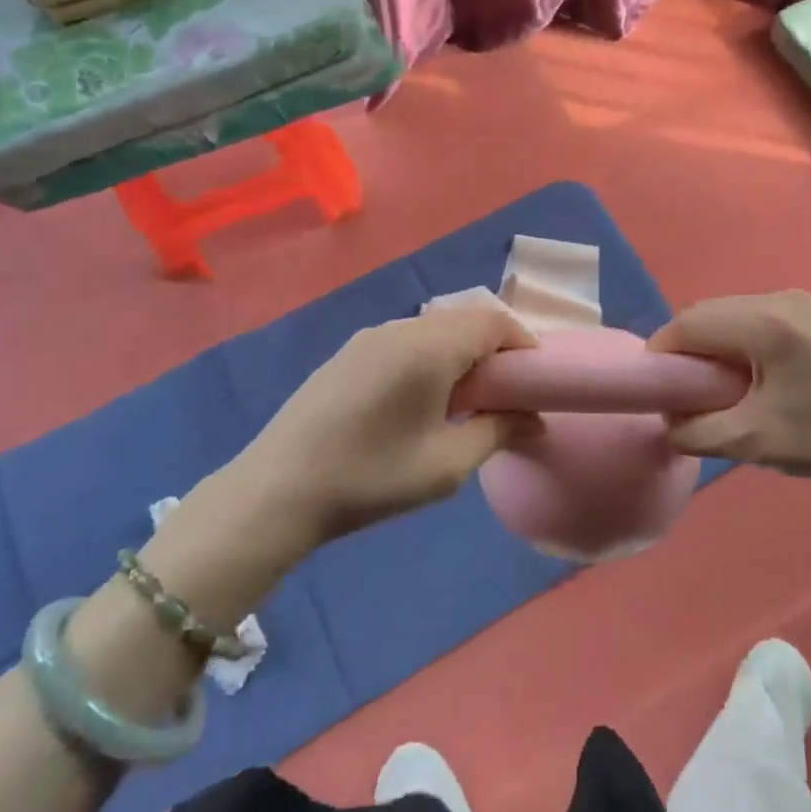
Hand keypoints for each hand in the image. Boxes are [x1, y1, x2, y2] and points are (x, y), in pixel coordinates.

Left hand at [218, 306, 539, 546]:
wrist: (276, 491)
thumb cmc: (372, 476)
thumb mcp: (447, 464)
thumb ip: (497, 431)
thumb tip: (533, 419)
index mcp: (430, 346)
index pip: (493, 321)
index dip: (523, 343)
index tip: (535, 380)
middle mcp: (401, 328)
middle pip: (464, 321)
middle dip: (494, 349)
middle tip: (504, 394)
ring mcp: (369, 338)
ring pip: (433, 330)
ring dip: (460, 353)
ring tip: (465, 399)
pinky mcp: (347, 354)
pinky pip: (404, 341)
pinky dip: (429, 358)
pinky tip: (420, 400)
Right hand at [647, 290, 810, 499]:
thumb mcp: (752, 441)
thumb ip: (695, 430)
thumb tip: (666, 419)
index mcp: (764, 323)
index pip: (688, 324)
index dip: (662, 353)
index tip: (654, 388)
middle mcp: (777, 298)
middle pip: (706, 313)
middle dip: (684, 348)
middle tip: (679, 390)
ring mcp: (796, 301)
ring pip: (728, 313)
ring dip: (709, 344)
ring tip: (710, 386)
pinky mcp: (808, 313)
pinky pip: (751, 317)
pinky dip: (734, 340)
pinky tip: (743, 375)